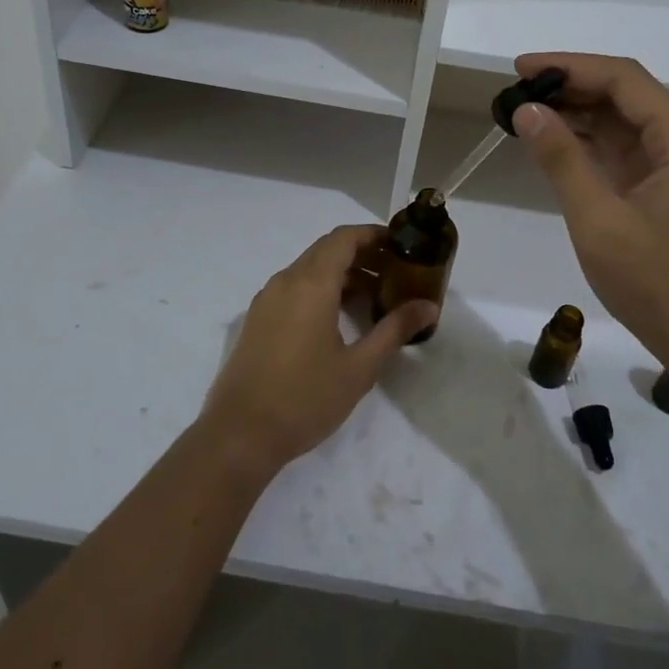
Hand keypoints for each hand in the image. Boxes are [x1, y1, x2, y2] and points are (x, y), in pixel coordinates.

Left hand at [198, 225, 436, 477]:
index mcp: (310, 284)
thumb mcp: (359, 367)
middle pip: (327, 250)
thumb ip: (394, 330)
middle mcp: (286, 281)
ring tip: (374, 298)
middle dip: (362, 255)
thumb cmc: (305, 398)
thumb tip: (429, 306)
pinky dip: (321, 289)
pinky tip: (339, 318)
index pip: (344, 238)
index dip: (373, 235)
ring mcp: (267, 299)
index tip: (401, 246)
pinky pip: (294, 287)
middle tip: (395, 274)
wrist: (240, 434)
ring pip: (309, 269)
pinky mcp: (258, 318)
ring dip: (342, 274)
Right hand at [510, 53, 668, 381]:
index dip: (571, 66)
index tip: (521, 68)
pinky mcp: (662, 193)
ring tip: (524, 112)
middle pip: (625, 96)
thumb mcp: (599, 220)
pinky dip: (586, 144)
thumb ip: (562, 160)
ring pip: (621, 124)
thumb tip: (526, 110)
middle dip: (570, 87)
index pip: (624, 80)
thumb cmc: (657, 283)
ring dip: (576, 114)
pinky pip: (621, 153)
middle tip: (515, 91)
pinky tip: (552, 143)